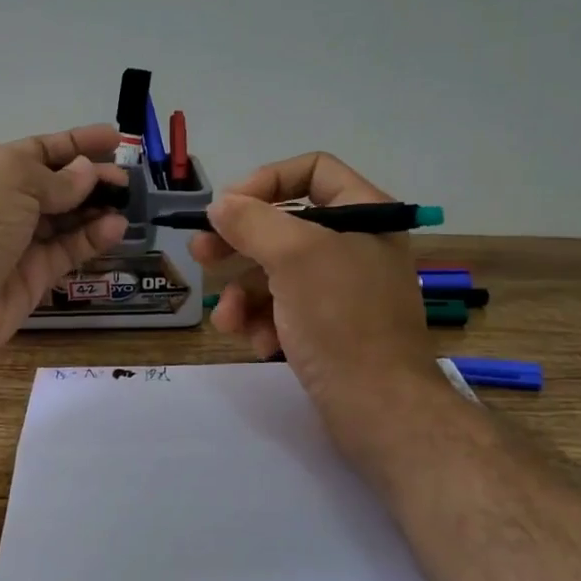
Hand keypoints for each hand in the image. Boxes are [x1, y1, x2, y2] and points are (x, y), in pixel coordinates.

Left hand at [0, 126, 128, 369]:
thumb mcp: (13, 180)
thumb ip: (57, 178)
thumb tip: (87, 173)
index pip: (40, 151)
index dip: (76, 143)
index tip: (114, 138)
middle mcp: (3, 204)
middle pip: (56, 185)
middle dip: (91, 178)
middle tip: (126, 179)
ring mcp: (18, 242)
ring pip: (65, 220)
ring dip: (95, 208)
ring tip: (127, 201)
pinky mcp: (33, 276)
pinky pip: (68, 251)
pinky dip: (92, 239)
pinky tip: (116, 228)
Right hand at [189, 152, 446, 465]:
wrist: (379, 410)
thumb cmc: (342, 320)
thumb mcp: (295, 258)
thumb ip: (253, 222)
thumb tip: (221, 206)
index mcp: (365, 214)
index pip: (312, 171)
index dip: (265, 180)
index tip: (227, 208)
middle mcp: (356, 245)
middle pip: (285, 225)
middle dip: (239, 244)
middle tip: (201, 255)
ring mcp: (343, 290)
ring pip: (277, 273)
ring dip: (244, 295)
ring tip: (228, 320)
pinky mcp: (329, 329)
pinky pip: (285, 310)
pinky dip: (266, 324)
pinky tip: (261, 345)